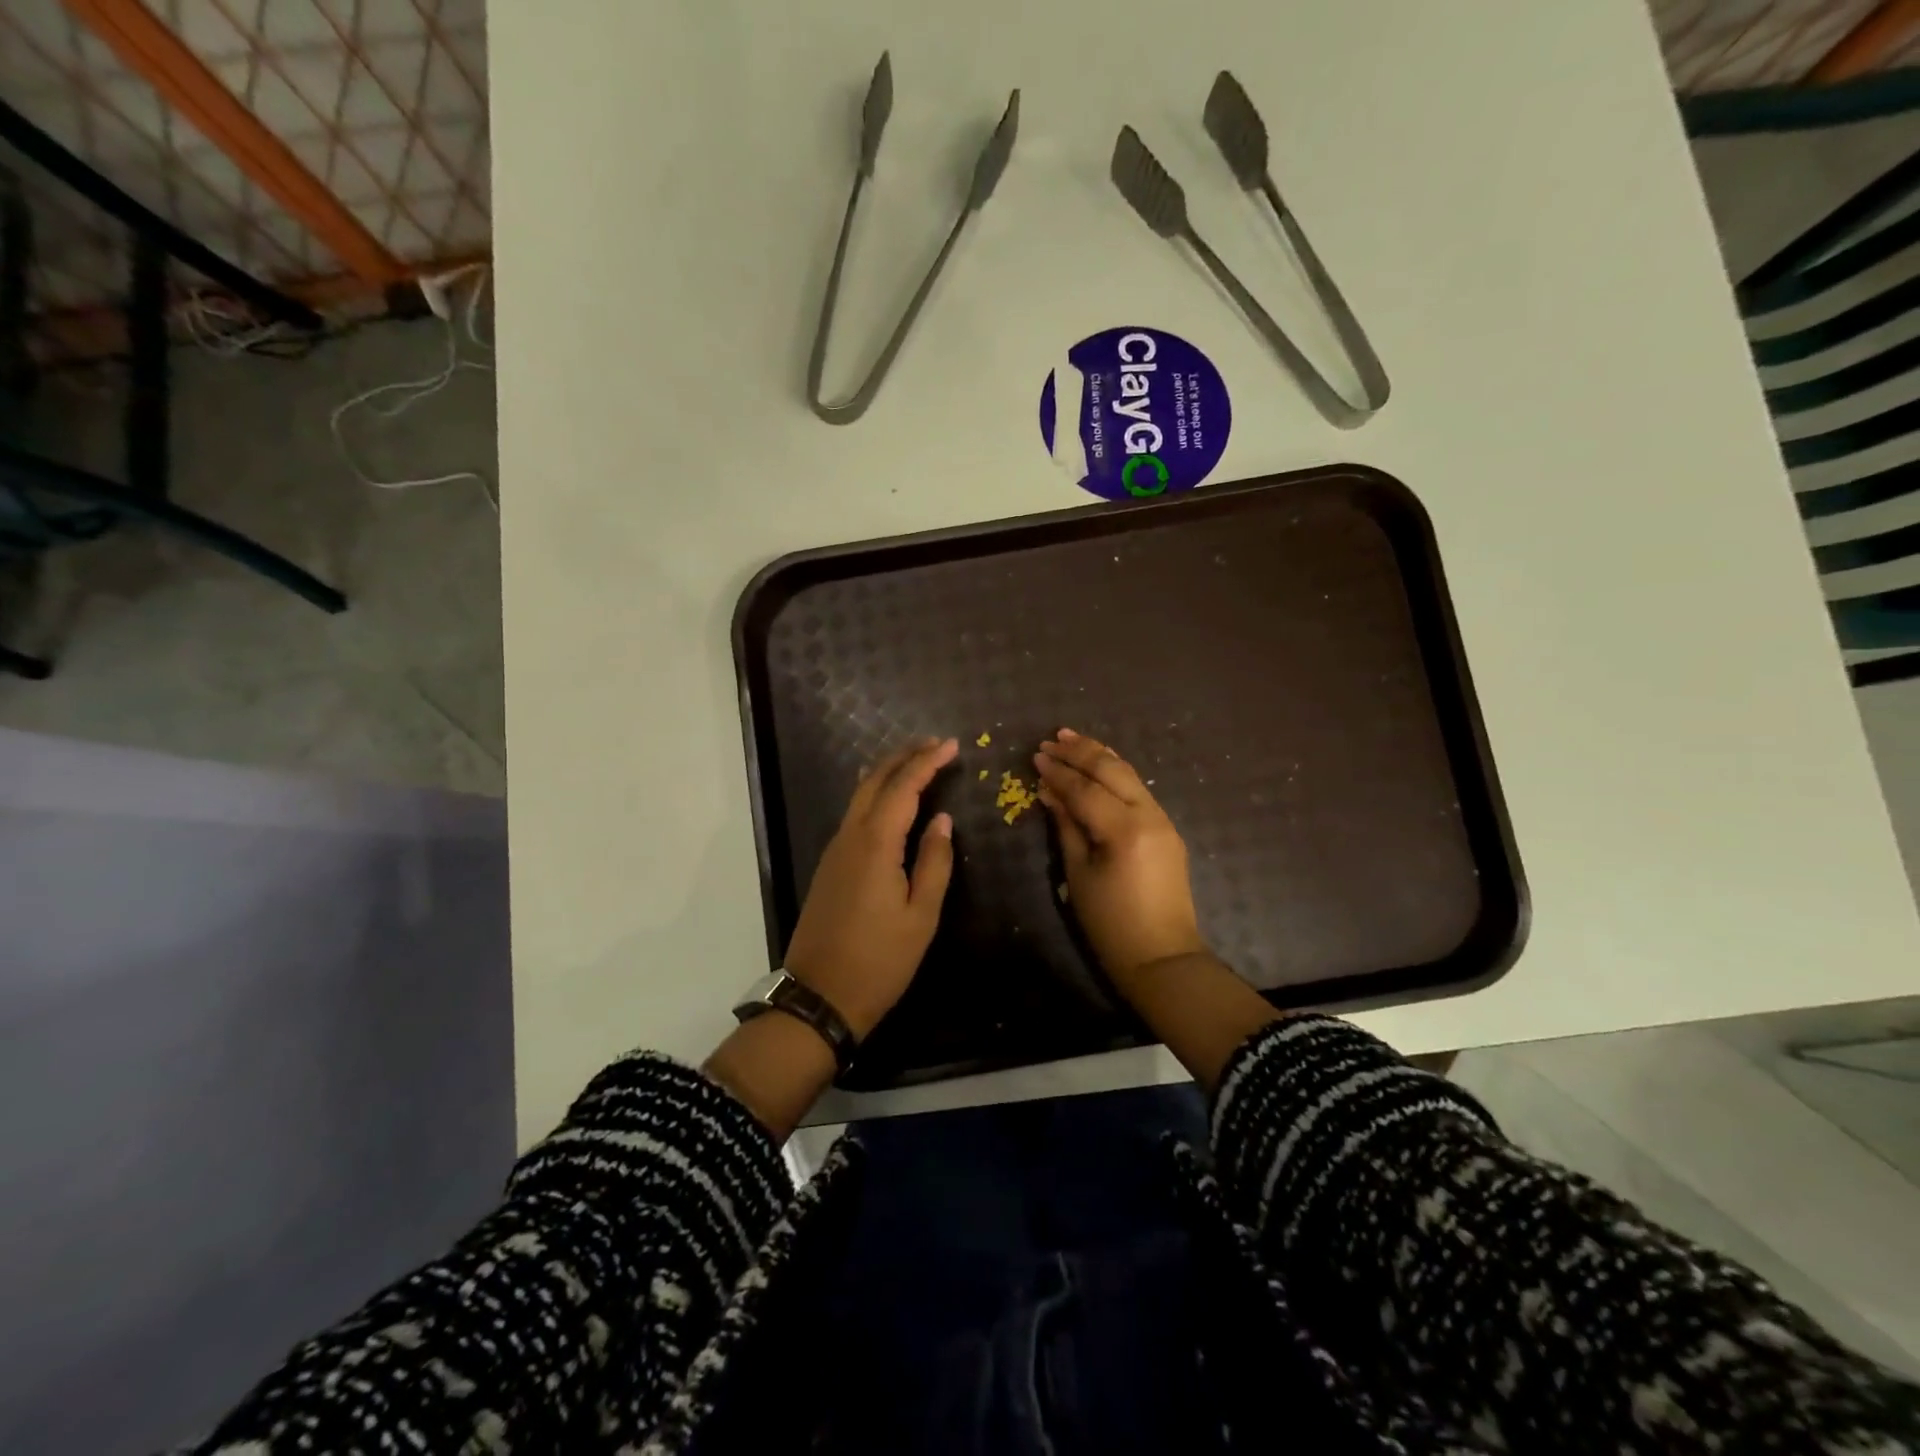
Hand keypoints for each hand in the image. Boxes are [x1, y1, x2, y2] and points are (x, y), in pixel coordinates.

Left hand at [783, 737, 957, 1039]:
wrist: (820, 995)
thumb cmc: (880, 960)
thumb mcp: (921, 915)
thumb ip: (934, 861)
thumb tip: (943, 820)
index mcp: (876, 844)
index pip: (904, 787)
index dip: (927, 762)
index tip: (951, 745)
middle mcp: (850, 836)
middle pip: (875, 781)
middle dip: (904, 756)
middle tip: (934, 744)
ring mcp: (835, 850)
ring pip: (860, 795)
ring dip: (888, 772)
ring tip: (917, 763)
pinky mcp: (830, 864)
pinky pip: (854, 814)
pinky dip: (875, 795)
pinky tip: (889, 799)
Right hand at [1035, 728, 1207, 980]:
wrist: (1162, 956)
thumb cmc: (1111, 923)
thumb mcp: (1079, 874)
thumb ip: (1066, 827)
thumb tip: (1050, 792)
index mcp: (1124, 830)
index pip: (1085, 790)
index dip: (1059, 772)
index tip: (1036, 756)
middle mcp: (1149, 816)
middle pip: (1112, 771)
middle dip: (1081, 752)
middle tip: (1052, 738)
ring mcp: (1163, 820)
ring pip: (1130, 775)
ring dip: (1100, 755)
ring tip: (1073, 739)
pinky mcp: (1167, 829)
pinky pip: (1139, 790)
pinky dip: (1116, 773)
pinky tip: (1100, 765)